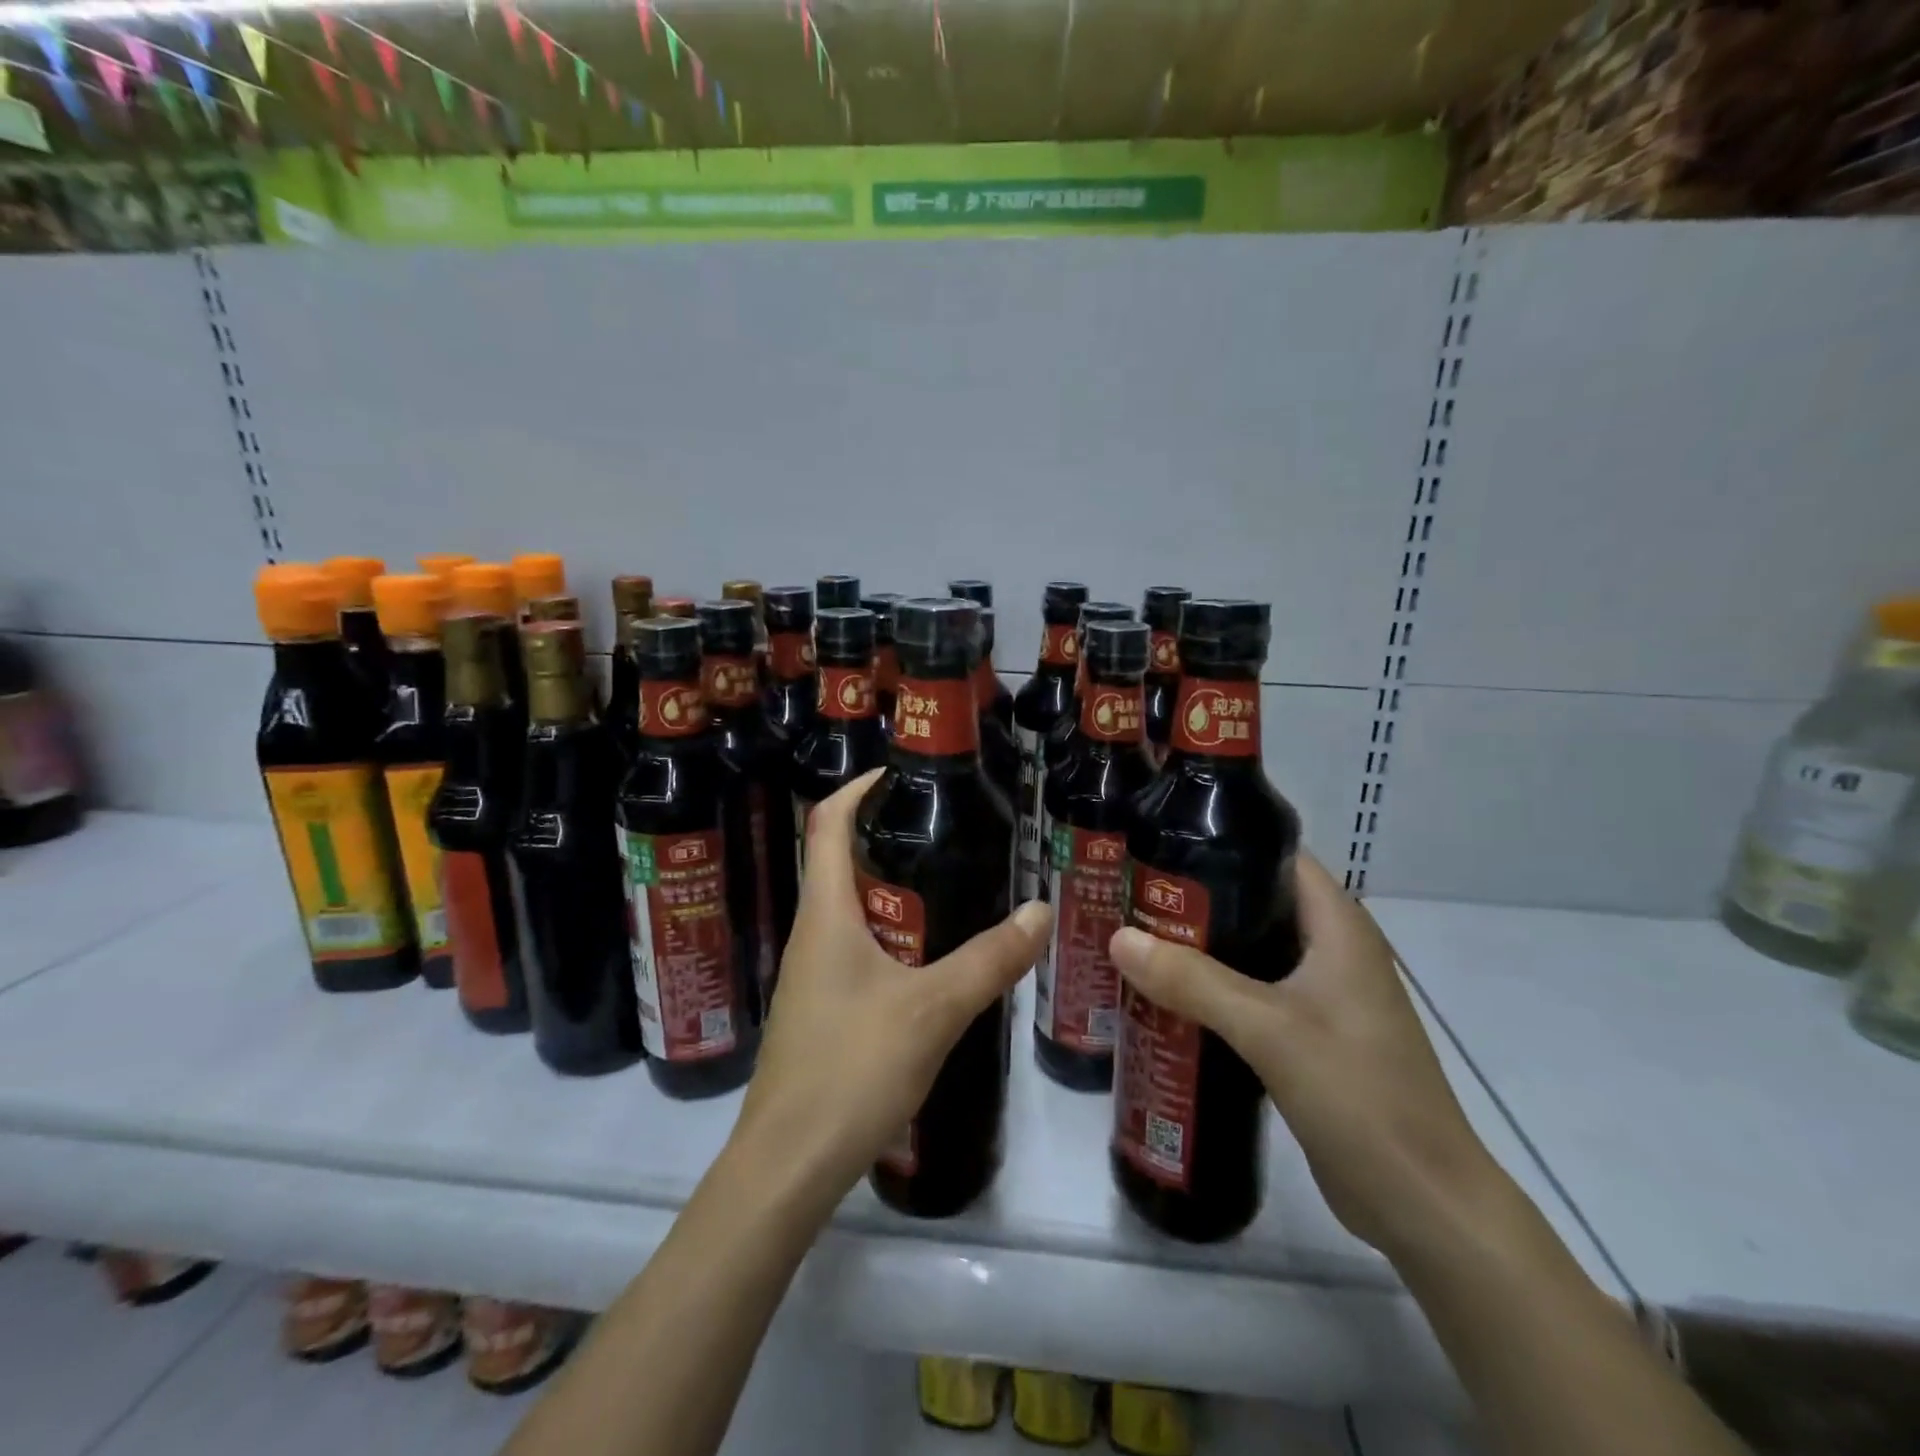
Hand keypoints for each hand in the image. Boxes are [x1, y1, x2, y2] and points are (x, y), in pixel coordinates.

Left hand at [732, 769, 1050, 1205]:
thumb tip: (1041, 909)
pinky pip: (853, 952)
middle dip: (884, 838)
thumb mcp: (933, 1009)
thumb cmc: (851, 1070)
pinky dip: (888, 937)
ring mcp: (809, 978)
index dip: (856, 788)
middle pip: (836, 863)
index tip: (897, 772)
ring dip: (889, 891)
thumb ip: (989, 960)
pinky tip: (926, 962)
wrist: (787, 1168)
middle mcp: (809, 936)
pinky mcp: (818, 1013)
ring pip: (848, 912)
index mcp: (824, 916)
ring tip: (946, 887)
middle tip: (943, 831)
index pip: (826, 824)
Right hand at [1108, 852, 1501, 1261]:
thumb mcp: (1269, 1028)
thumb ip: (1193, 980)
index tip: (1160, 846)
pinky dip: (1213, 990)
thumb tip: (1119, 937)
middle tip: (1132, 897)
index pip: (1278, 858)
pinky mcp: (1311, 1038)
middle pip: (1257, 904)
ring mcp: (1324, 998)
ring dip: (1201, 949)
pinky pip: (1253, 996)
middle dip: (1197, 900)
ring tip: (1137, 941)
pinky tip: (1167, 998)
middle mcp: (1333, 952)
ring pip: (1252, 953)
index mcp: (1339, 928)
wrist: (1422, 1204)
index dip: (1223, 844)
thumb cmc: (1358, 1094)